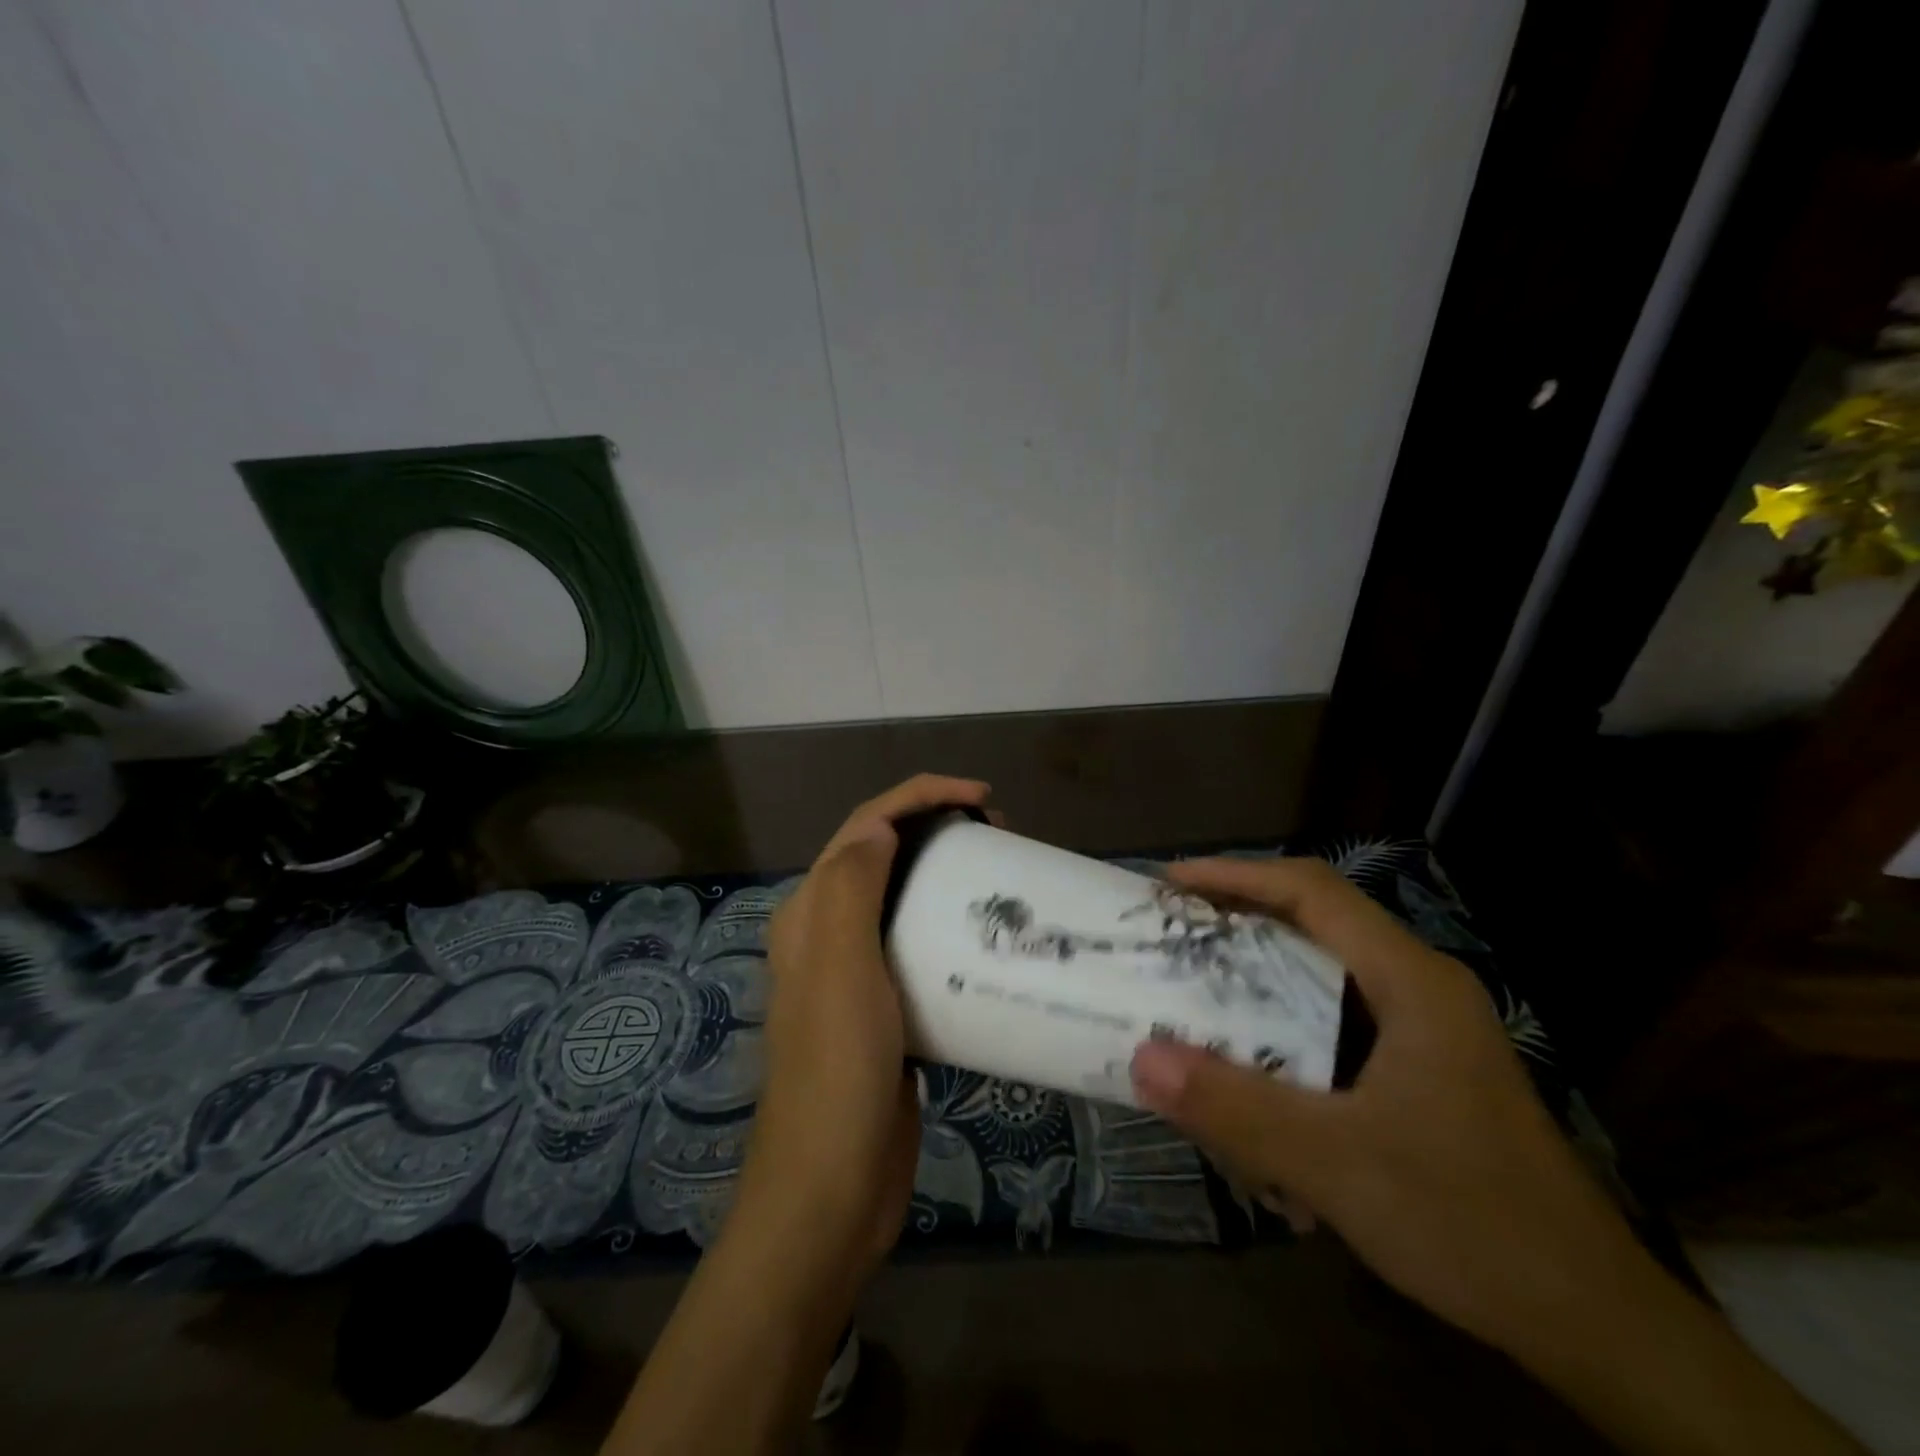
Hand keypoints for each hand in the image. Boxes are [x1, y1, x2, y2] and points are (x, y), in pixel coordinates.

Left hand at [738, 774, 992, 1274]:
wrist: (831, 1188)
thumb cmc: (837, 1071)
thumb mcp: (840, 968)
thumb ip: (851, 887)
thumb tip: (880, 827)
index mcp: (811, 911)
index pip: (865, 825)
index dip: (920, 796)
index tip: (982, 798)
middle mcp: (828, 932)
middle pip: (884, 853)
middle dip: (936, 826)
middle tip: (999, 834)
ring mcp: (857, 972)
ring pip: (904, 897)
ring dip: (946, 873)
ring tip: (1000, 873)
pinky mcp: (887, 1008)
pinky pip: (921, 946)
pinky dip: (951, 926)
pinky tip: (988, 938)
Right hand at [1129, 857, 1862, 1455]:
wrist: (1595, 1325)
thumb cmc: (1471, 1222)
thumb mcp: (1337, 1164)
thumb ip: (1235, 1108)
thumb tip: (1140, 1058)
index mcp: (1412, 981)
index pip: (1312, 892)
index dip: (1236, 876)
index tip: (1170, 884)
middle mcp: (1420, 988)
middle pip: (1316, 923)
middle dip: (1238, 921)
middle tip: (1170, 934)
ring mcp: (1426, 1030)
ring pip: (1324, 975)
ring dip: (1259, 977)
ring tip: (1196, 991)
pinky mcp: (1422, 1070)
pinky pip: (1336, 1023)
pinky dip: (1285, 1029)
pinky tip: (1253, 1074)